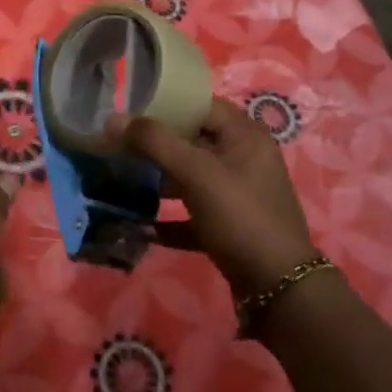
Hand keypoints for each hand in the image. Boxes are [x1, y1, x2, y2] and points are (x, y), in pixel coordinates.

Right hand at [111, 98, 318, 298]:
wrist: (278, 286)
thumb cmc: (240, 216)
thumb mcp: (196, 173)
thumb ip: (155, 142)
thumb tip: (113, 118)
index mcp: (245, 136)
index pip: (201, 105)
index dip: (165, 105)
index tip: (128, 111)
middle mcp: (245, 159)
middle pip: (193, 141)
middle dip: (156, 145)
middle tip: (118, 146)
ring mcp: (239, 195)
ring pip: (192, 178)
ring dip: (159, 181)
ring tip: (122, 181)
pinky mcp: (231, 226)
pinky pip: (194, 214)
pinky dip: (170, 218)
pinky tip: (140, 226)